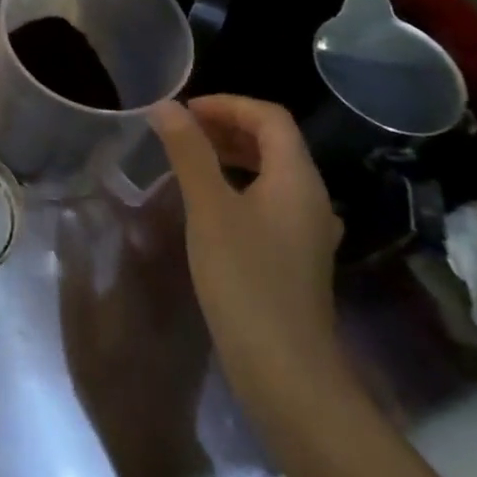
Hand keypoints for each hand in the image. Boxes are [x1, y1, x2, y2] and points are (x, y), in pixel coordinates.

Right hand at [149, 96, 346, 414]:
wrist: (286, 373)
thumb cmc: (246, 280)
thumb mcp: (209, 208)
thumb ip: (188, 152)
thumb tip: (166, 106)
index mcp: (297, 179)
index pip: (270, 117)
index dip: (227, 104)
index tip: (184, 112)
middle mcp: (311, 199)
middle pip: (274, 142)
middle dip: (227, 127)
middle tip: (181, 131)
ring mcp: (306, 232)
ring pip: (271, 173)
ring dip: (231, 156)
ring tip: (188, 160)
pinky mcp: (295, 258)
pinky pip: (269, 202)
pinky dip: (238, 186)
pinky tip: (207, 206)